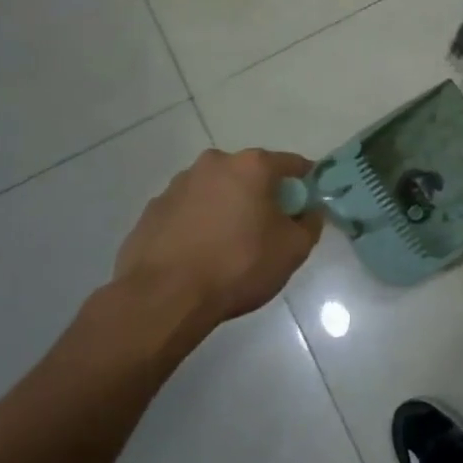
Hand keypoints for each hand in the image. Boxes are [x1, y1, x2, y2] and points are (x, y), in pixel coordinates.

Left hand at [109, 148, 323, 356]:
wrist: (163, 298)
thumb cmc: (238, 265)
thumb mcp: (294, 249)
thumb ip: (311, 223)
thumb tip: (309, 212)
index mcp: (251, 166)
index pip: (292, 164)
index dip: (305, 184)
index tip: (308, 206)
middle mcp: (213, 164)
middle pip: (250, 174)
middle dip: (262, 195)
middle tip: (269, 229)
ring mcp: (177, 185)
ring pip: (217, 191)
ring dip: (228, 208)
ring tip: (229, 246)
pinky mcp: (151, 210)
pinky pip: (188, 211)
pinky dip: (199, 224)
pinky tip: (200, 255)